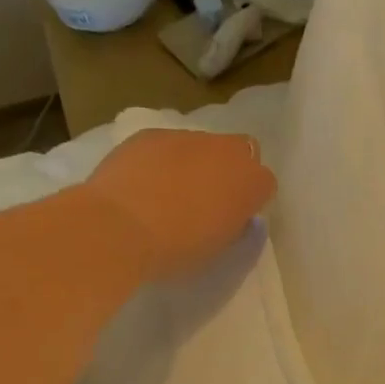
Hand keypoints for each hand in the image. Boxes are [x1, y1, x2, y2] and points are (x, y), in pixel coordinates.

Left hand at [81, 128, 274, 279]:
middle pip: (240, 153)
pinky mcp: (150, 133)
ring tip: (168, 193)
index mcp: (250, 182)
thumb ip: (233, 226)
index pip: (265, 184)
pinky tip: (142, 184)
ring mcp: (186, 136)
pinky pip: (166, 145)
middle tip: (207, 200)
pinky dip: (161, 160)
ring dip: (195, 163)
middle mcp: (225, 150)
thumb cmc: (177, 250)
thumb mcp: (218, 249)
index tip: (233, 219)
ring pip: (202, 145)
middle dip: (229, 171)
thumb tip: (233, 215)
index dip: (250, 201)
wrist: (119, 227)